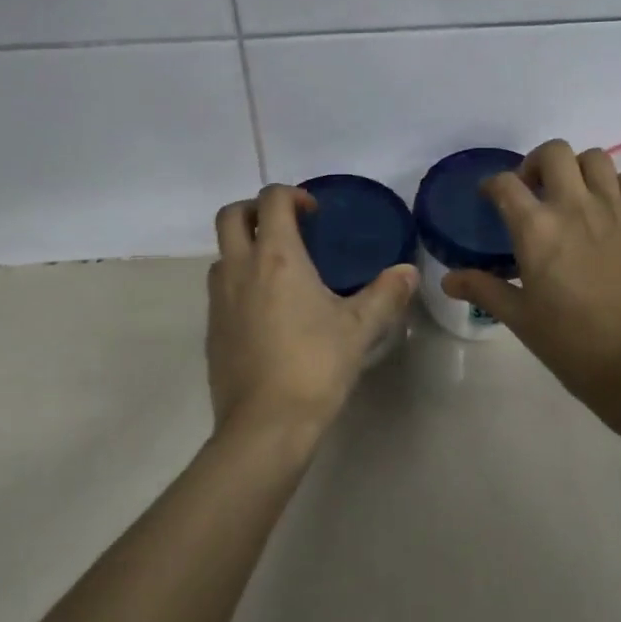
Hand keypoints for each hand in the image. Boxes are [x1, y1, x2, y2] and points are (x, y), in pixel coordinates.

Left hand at [207, 184, 417, 439]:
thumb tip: (409, 271)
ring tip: (278, 269)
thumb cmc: (315, 366)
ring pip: (222, 253)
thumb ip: (386, 294)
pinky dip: (239, 281)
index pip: (271, 200)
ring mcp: (219, 299)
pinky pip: (221, 288)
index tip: (314, 214)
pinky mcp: (211, 328)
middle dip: (256, 210)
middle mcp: (240, 268)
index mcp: (277, 257)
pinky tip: (268, 311)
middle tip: (287, 227)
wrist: (265, 425)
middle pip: (231, 216)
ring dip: (245, 247)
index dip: (292, 195)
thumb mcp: (359, 329)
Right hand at [442, 140, 620, 424]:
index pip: (505, 184)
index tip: (490, 198)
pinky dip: (619, 184)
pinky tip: (612, 207)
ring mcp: (615, 210)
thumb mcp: (519, 317)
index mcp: (536, 229)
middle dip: (536, 164)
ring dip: (578, 169)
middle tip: (534, 191)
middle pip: (553, 152)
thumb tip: (448, 279)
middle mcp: (574, 207)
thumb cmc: (570, 342)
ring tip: (574, 196)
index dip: (492, 185)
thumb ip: (483, 288)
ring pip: (595, 158)